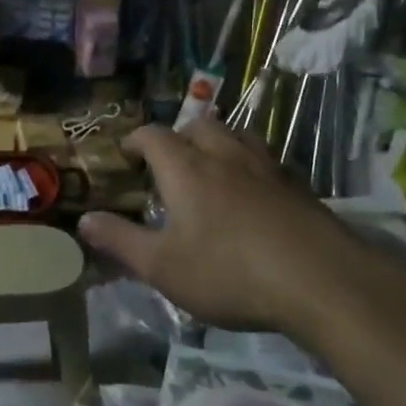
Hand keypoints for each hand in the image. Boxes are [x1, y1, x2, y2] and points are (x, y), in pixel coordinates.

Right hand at [77, 118, 375, 333]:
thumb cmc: (229, 271)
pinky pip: (266, 160)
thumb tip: (85, 220)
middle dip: (178, 136)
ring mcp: (266, 167)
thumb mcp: (163, 266)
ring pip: (237, 135)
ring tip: (210, 169)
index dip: (135, 140)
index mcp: (186, 168)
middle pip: (199, 125)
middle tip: (169, 162)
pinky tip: (253, 195)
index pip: (153, 135)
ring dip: (218, 143)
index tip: (126, 155)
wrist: (321, 280)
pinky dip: (250, 166)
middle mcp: (225, 156)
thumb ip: (121, 241)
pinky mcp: (298, 186)